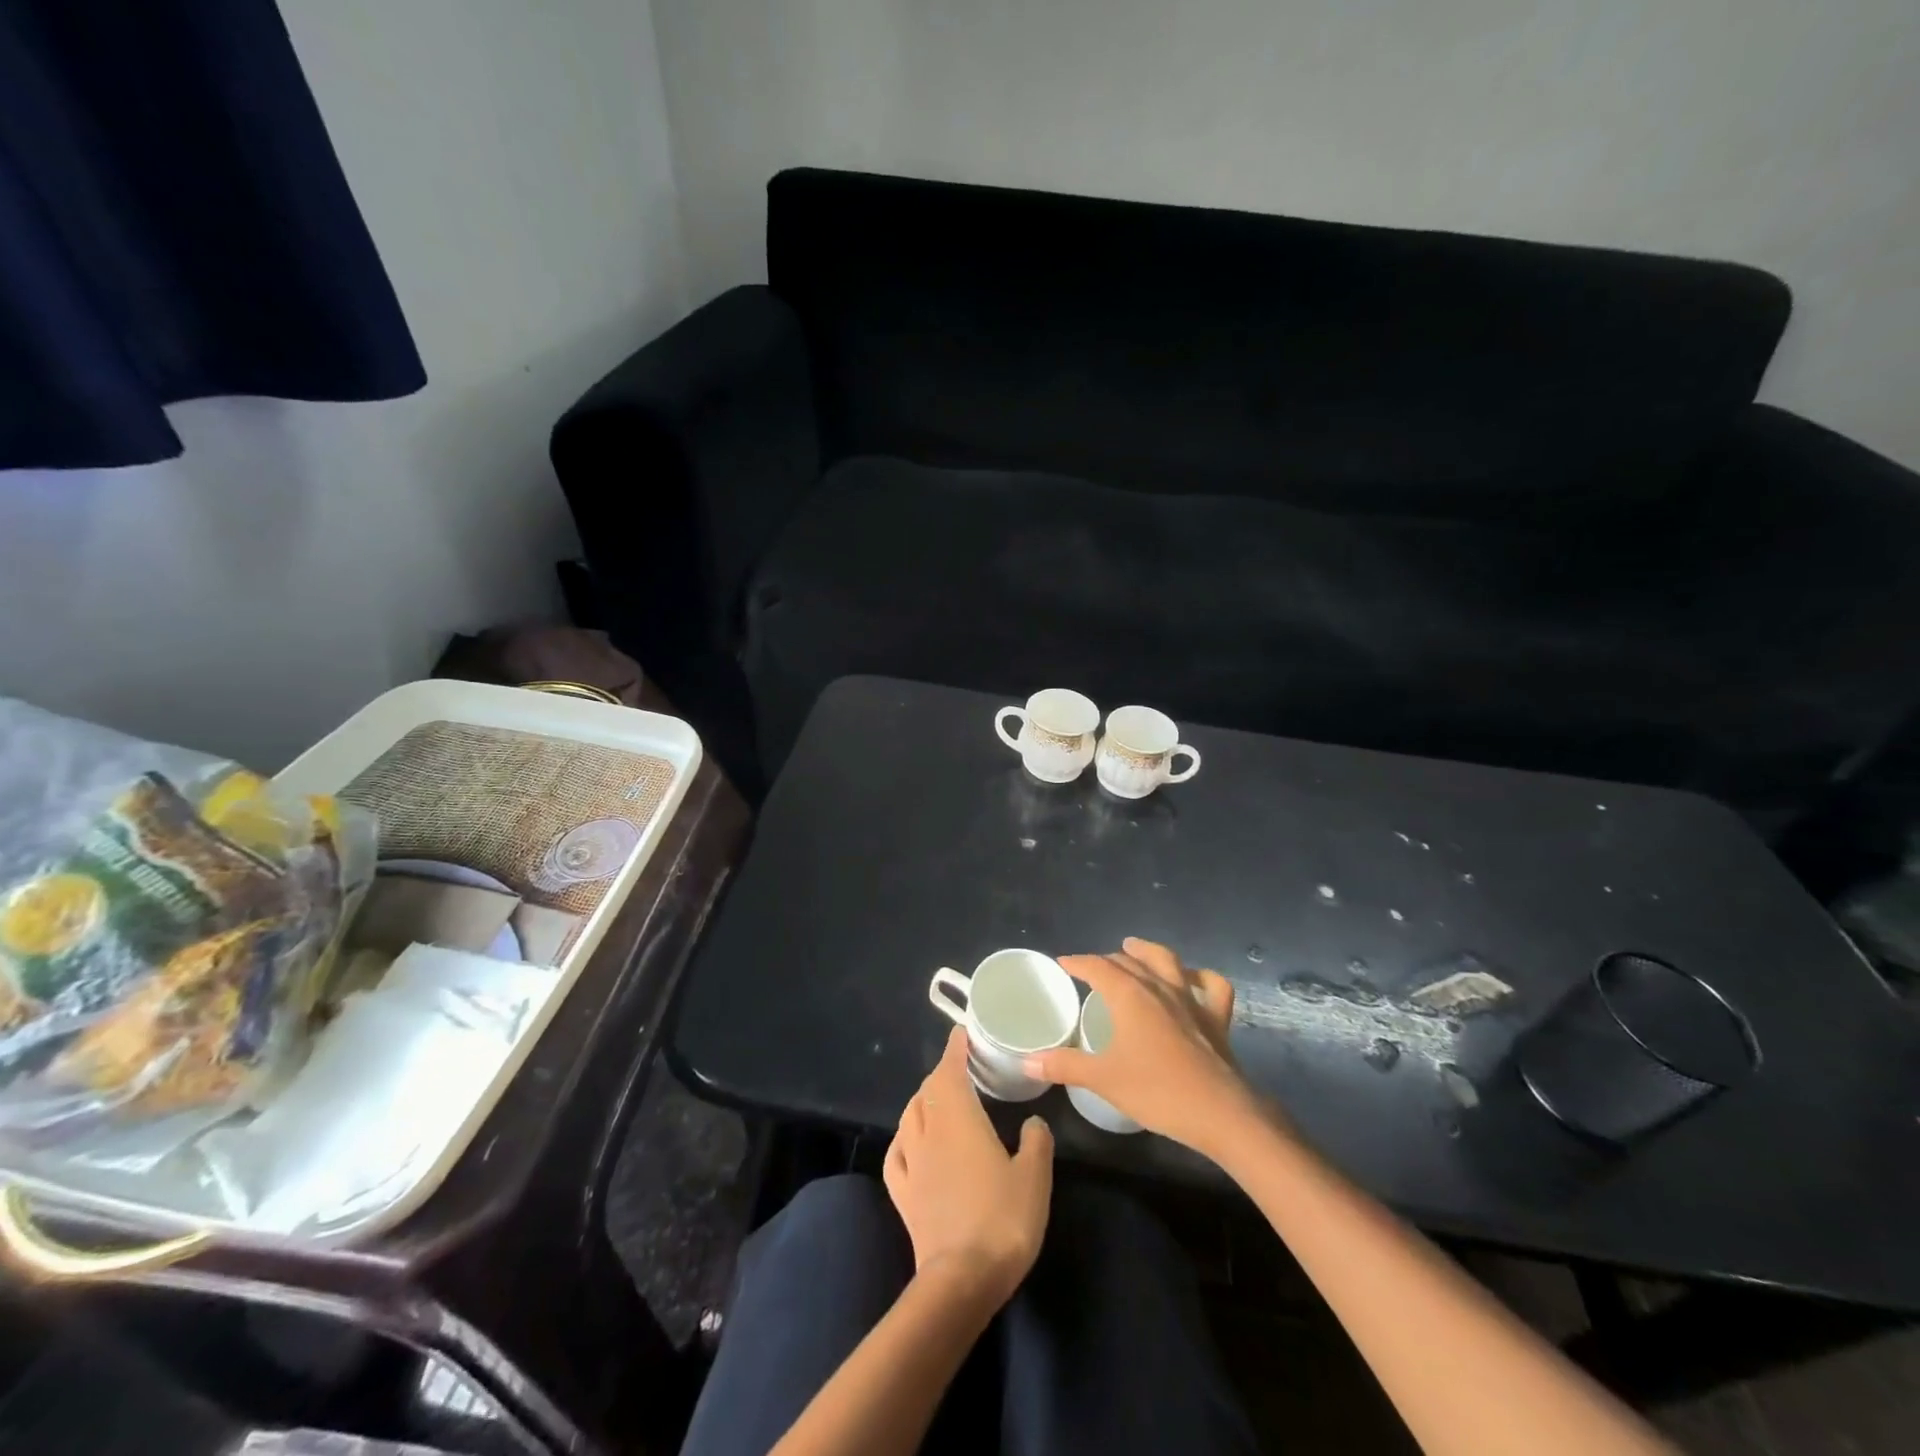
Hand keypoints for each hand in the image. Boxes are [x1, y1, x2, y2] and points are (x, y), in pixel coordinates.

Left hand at [884, 1026, 1053, 1306]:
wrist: (961, 1279)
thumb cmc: (1002, 1220)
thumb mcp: (1035, 1177)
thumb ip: (1036, 1142)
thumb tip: (1032, 1122)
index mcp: (959, 1118)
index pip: (950, 1069)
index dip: (955, 1049)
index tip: (961, 1034)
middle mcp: (929, 1131)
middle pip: (928, 1090)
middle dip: (942, 1074)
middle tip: (961, 1071)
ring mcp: (911, 1162)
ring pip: (910, 1116)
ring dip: (922, 1101)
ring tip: (937, 1101)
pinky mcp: (902, 1194)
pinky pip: (896, 1153)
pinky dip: (903, 1138)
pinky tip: (908, 1143)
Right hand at [1027, 937, 1265, 1159]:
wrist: (1220, 1113)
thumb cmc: (1157, 1091)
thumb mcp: (1103, 1079)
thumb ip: (1064, 1066)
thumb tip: (1027, 1061)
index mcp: (1129, 995)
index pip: (1098, 966)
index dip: (1078, 962)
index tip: (1064, 962)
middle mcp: (1159, 987)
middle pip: (1129, 961)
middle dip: (1107, 960)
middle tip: (1092, 968)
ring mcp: (1190, 1000)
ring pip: (1167, 961)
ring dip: (1147, 951)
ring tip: (1134, 948)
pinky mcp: (1215, 1018)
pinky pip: (1211, 986)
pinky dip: (1199, 977)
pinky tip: (1191, 980)